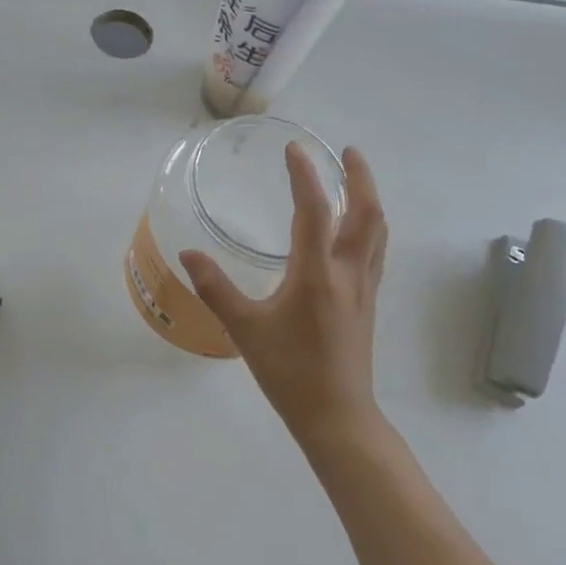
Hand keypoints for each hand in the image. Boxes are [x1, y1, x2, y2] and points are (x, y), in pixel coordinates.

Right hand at [180, 144, 387, 442]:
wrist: (337, 417)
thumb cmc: (289, 372)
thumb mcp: (244, 330)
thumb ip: (216, 289)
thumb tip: (188, 254)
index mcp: (317, 274)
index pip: (314, 211)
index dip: (305, 175)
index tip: (295, 147)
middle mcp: (348, 273)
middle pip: (366, 213)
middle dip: (359, 177)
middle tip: (346, 151)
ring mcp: (364, 288)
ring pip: (377, 231)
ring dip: (368, 198)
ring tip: (354, 178)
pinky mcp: (368, 302)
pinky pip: (375, 250)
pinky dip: (369, 225)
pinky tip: (355, 228)